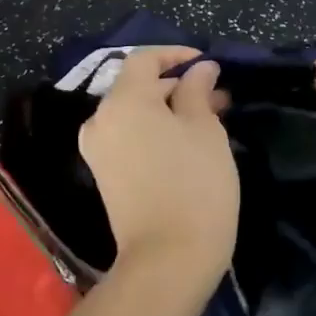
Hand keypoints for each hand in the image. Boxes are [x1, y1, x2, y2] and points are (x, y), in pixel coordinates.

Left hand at [78, 48, 239, 293]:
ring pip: (134, 113)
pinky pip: (128, 136)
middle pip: (137, 86)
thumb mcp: (205, 129)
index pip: (144, 59)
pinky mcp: (103, 174)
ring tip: (209, 119)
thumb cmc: (194, 185)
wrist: (167, 260)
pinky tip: (185, 142)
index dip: (176, 55)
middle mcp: (101, 118)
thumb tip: (199, 69)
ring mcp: (97, 148)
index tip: (207, 64)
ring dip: (168, 109)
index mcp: (123, 100)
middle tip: (218, 97)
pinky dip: (153, 130)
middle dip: (177, 86)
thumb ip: (198, 90)